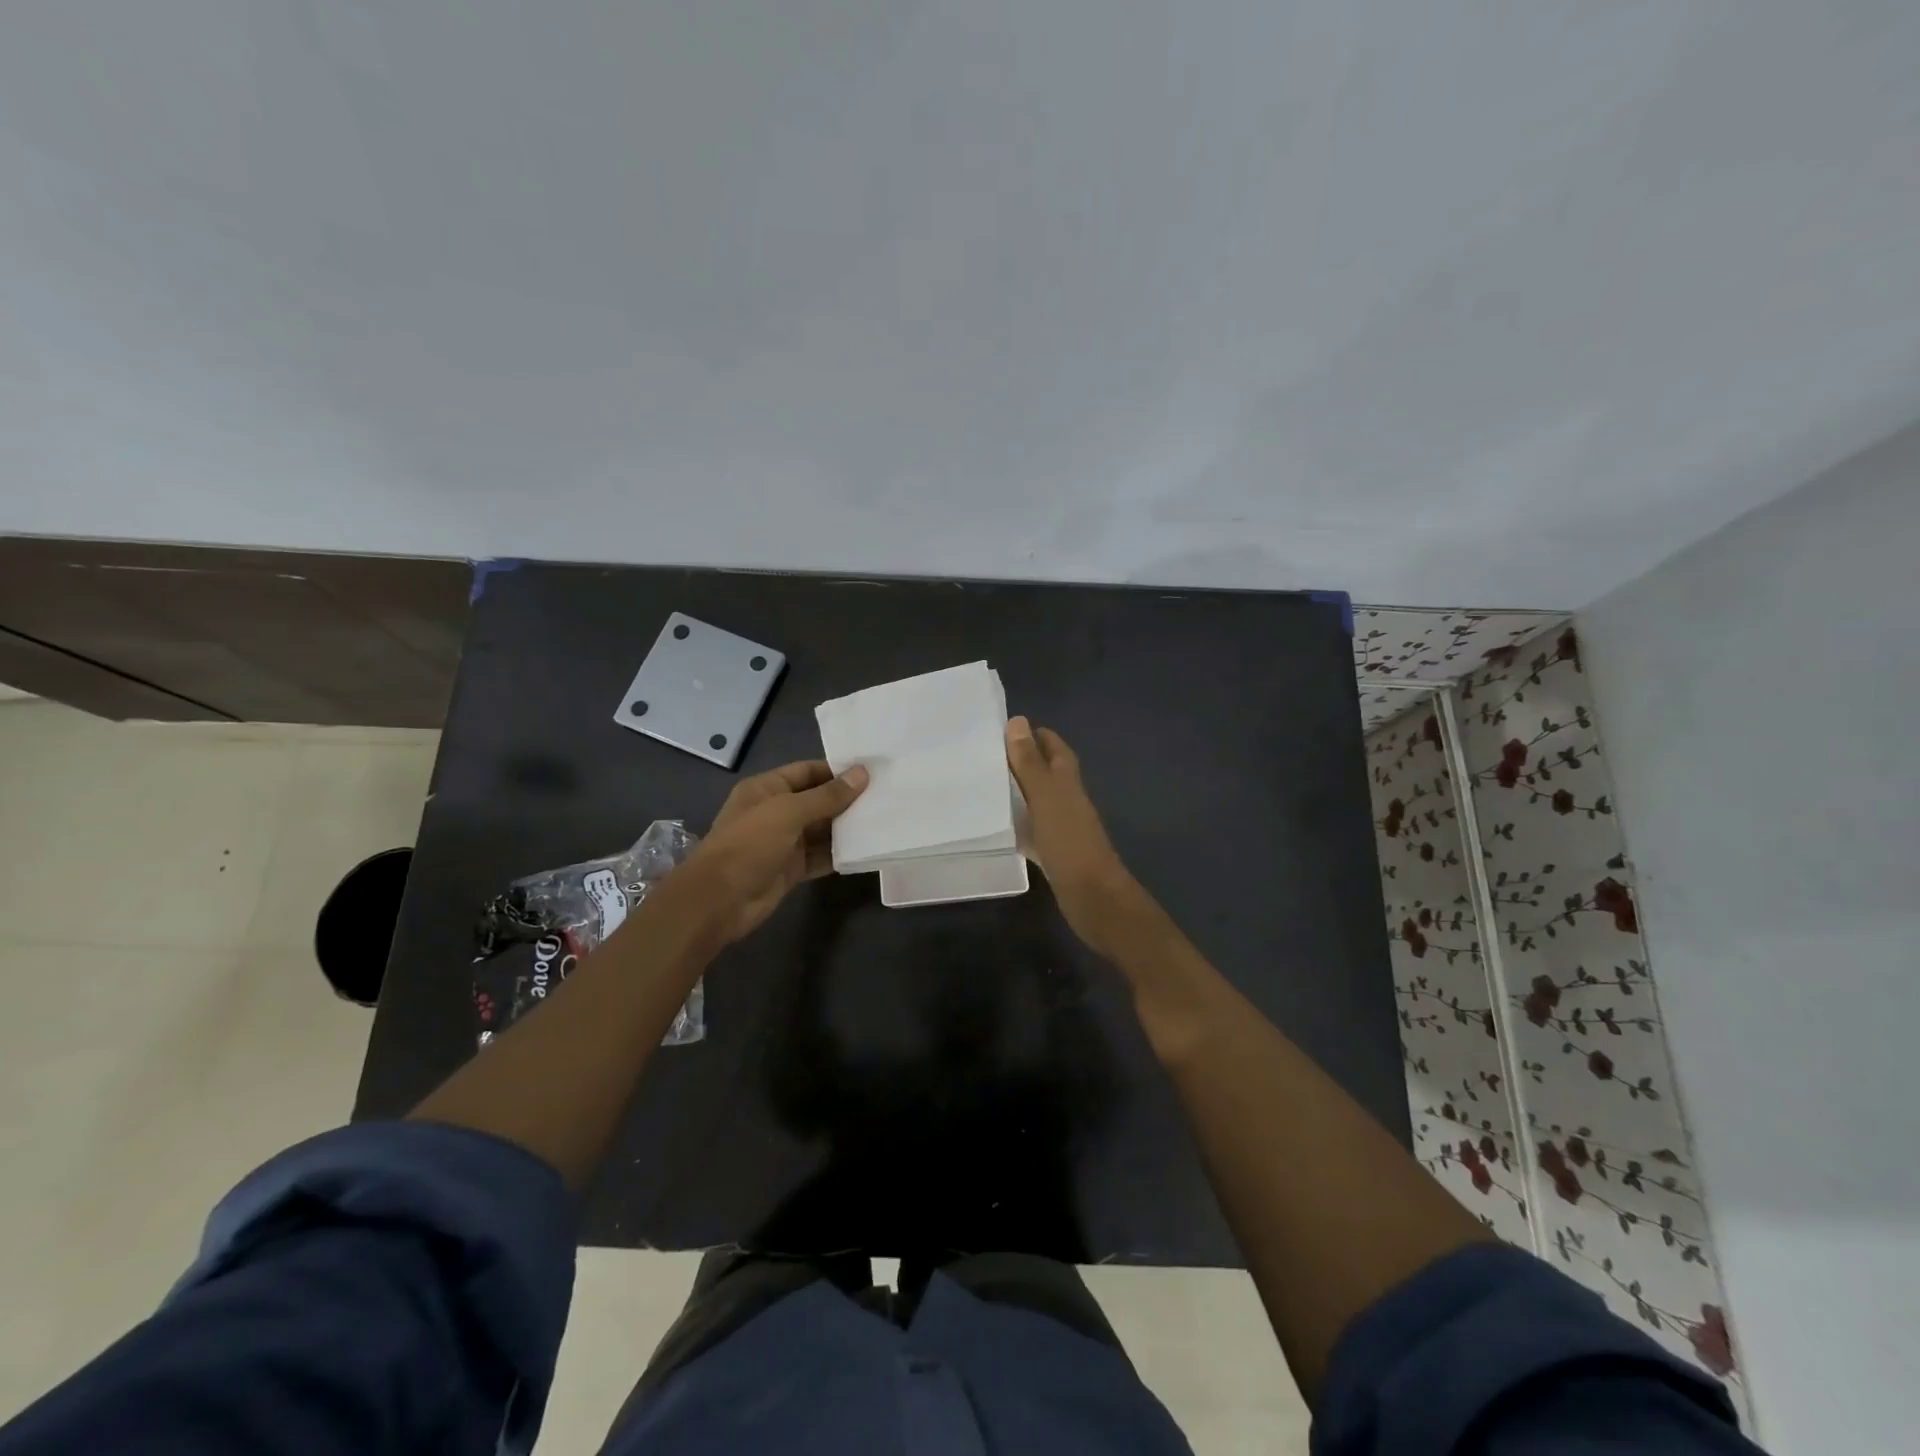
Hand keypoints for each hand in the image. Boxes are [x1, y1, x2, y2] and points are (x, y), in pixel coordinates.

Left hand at [685, 760, 868, 942]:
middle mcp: (776, 812)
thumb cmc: (749, 845)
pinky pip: (820, 856)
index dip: (837, 770)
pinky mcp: (791, 869)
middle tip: (886, 796)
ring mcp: (784, 842)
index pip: (807, 771)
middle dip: (847, 799)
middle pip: (817, 800)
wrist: (719, 901)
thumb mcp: (788, 812)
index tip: (871, 771)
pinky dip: (839, 854)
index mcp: (767, 789)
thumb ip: (827, 795)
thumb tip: (862, 774)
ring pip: (821, 829)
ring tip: (884, 820)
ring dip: (847, 827)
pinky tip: (866, 850)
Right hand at [1006, 717, 1143, 957]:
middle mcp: (1067, 798)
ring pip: (1037, 799)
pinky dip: (1017, 822)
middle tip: (983, 755)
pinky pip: (1032, 828)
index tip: (999, 728)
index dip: (1032, 734)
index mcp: (1068, 779)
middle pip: (1046, 771)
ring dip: (1016, 790)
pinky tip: (997, 826)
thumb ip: (1030, 762)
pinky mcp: (1054, 851)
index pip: (1053, 745)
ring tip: (983, 784)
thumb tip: (1018, 720)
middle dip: (1020, 760)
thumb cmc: (1069, 841)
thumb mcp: (1045, 797)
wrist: (1093, 897)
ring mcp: (1062, 826)